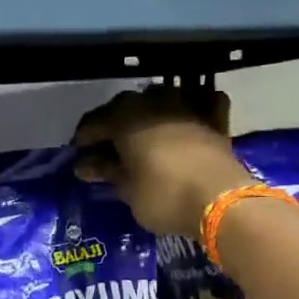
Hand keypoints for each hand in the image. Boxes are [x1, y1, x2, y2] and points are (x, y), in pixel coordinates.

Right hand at [73, 87, 252, 236]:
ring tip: (143, 133)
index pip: (94, 123)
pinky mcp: (214, 118)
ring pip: (161, 98)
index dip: (84, 139)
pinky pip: (201, 101)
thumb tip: (84, 165)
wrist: (220, 200)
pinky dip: (194, 104)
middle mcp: (153, 102)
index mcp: (124, 118)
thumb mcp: (128, 190)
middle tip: (108, 147)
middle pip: (125, 107)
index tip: (78, 155)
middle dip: (114, 124)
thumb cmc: (163, 196)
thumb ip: (106, 172)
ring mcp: (187, 105)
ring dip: (149, 112)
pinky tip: (189, 114)